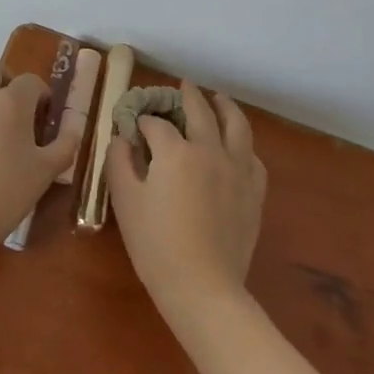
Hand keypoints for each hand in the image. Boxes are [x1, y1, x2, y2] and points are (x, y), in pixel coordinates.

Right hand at [107, 82, 265, 325]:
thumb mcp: (125, 201)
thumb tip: (122, 139)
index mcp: (175, 151)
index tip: (134, 124)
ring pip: (237, 125)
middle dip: (188, 96)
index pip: (156, 124)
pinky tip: (237, 147)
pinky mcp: (254, 192)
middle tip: (182, 86)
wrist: (202, 287)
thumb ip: (119, 162)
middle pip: (201, 112)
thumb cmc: (155, 245)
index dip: (142, 121)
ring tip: (218, 99)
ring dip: (225, 107)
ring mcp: (237, 169)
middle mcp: (210, 150)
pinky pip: (252, 157)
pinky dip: (243, 144)